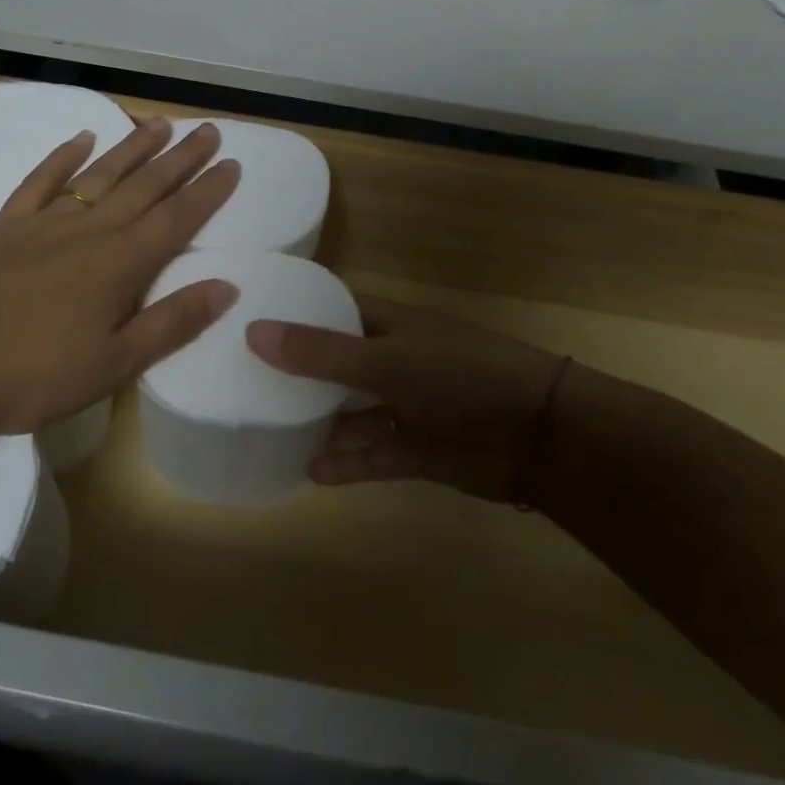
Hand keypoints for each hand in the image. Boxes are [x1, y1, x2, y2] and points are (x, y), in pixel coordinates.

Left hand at [0, 117, 241, 437]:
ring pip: (99, 174)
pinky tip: (81, 138)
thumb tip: (226, 287)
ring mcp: (45, 223)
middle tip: (208, 131)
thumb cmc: (34, 375)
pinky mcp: (6, 226)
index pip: (176, 218)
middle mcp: (88, 231)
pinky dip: (62, 156)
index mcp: (120, 264)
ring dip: (133, 148)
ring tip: (160, 124)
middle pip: (145, 186)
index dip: (207, 191)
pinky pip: (40, 181)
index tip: (232, 164)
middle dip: (181, 158)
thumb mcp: (114, 364)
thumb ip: (172, 322)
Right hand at [247, 297, 562, 502]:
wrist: (540, 436)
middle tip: (244, 387)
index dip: (295, 316)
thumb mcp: (386, 359)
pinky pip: (373, 455)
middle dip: (298, 376)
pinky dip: (347, 463)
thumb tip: (254, 332)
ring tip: (269, 434)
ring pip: (352, 414)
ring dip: (319, 425)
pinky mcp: (418, 449)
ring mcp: (407, 406)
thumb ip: (321, 352)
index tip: (248, 325)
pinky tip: (310, 472)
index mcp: (389, 324)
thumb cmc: (461, 376)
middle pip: (336, 365)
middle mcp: (394, 360)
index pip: (333, 312)